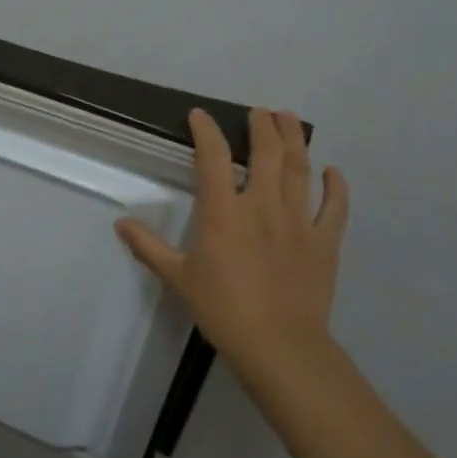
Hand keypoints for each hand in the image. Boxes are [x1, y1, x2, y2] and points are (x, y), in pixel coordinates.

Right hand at [117, 108, 348, 397]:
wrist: (278, 345)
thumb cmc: (222, 309)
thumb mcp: (177, 277)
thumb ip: (148, 247)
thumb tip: (121, 223)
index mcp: (223, 211)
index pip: (213, 157)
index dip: (206, 131)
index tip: (200, 115)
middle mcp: (262, 205)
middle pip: (266, 153)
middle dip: (262, 126)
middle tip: (259, 112)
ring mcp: (298, 221)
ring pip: (299, 169)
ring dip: (295, 140)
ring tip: (289, 119)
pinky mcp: (324, 242)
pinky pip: (333, 207)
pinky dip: (335, 186)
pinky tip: (333, 171)